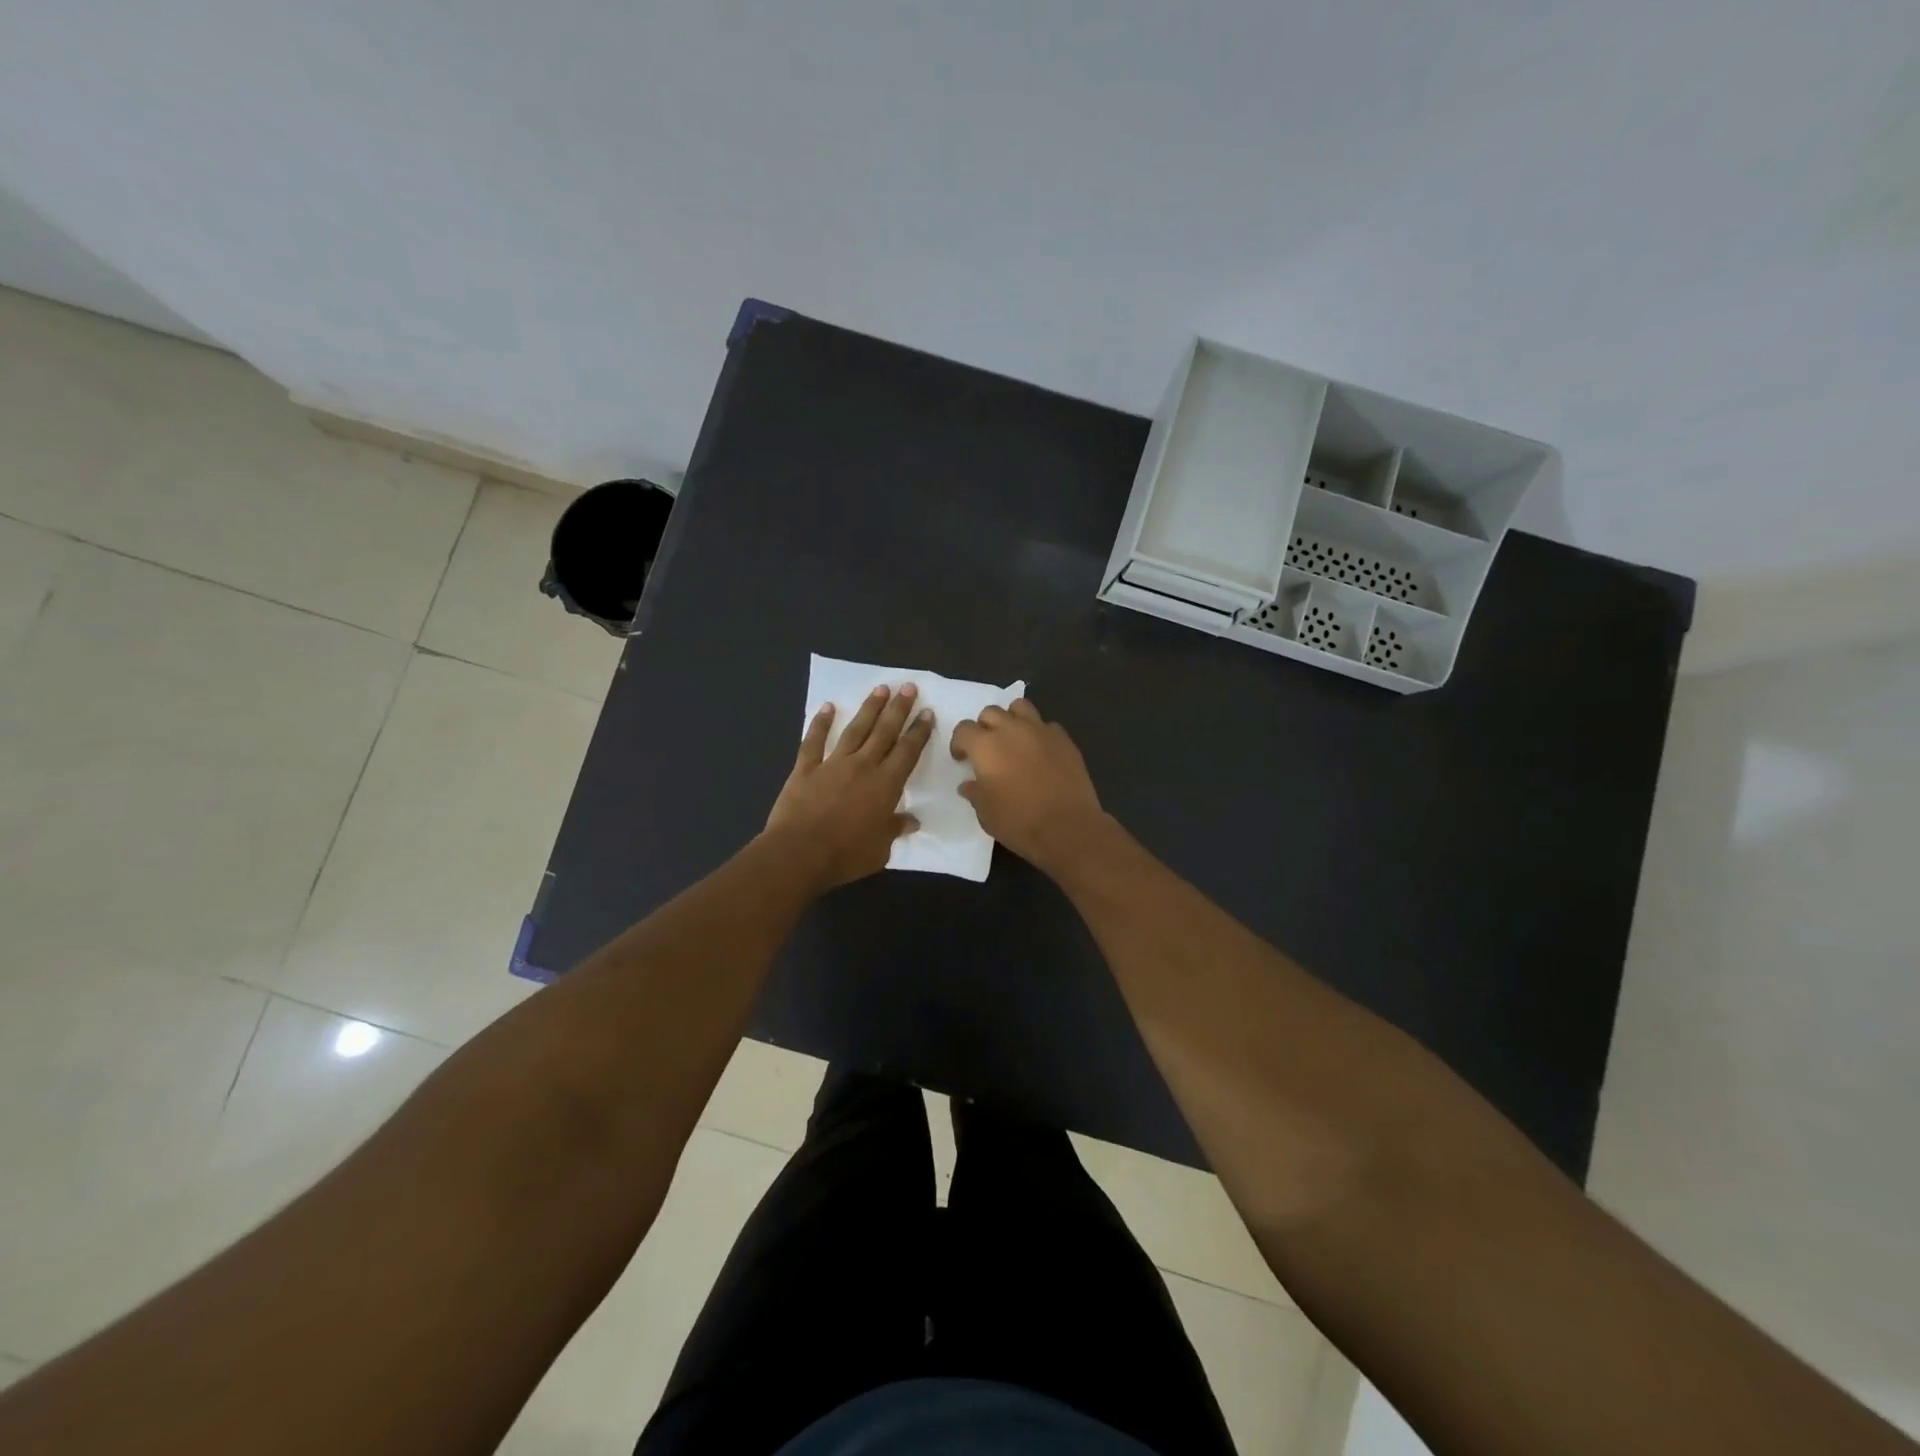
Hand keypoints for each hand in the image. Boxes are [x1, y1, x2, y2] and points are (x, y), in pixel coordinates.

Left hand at [765, 684, 933, 890]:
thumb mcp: (880, 849)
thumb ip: (895, 829)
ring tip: (881, 688)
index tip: (927, 712)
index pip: (908, 752)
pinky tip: (827, 707)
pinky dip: (820, 723)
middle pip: (885, 732)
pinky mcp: (805, 769)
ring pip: (855, 730)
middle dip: (899, 709)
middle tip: (908, 686)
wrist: (799, 853)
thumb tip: (912, 821)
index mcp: (886, 785)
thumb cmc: (846, 855)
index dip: (919, 731)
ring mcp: (833, 764)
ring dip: (869, 708)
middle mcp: (863, 766)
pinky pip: (814, 741)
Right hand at [950, 697, 1107, 874]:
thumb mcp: (986, 813)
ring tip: (1013, 740)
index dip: (959, 743)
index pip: (964, 729)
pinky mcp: (1064, 740)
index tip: (962, 759)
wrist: (1067, 827)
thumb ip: (975, 792)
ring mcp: (1041, 731)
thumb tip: (969, 784)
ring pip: (1020, 707)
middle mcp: (1012, 730)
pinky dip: (1039, 734)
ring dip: (1011, 719)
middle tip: (987, 749)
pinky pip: (1046, 726)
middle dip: (984, 727)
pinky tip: (1041, 753)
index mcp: (986, 746)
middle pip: (991, 712)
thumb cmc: (1018, 821)